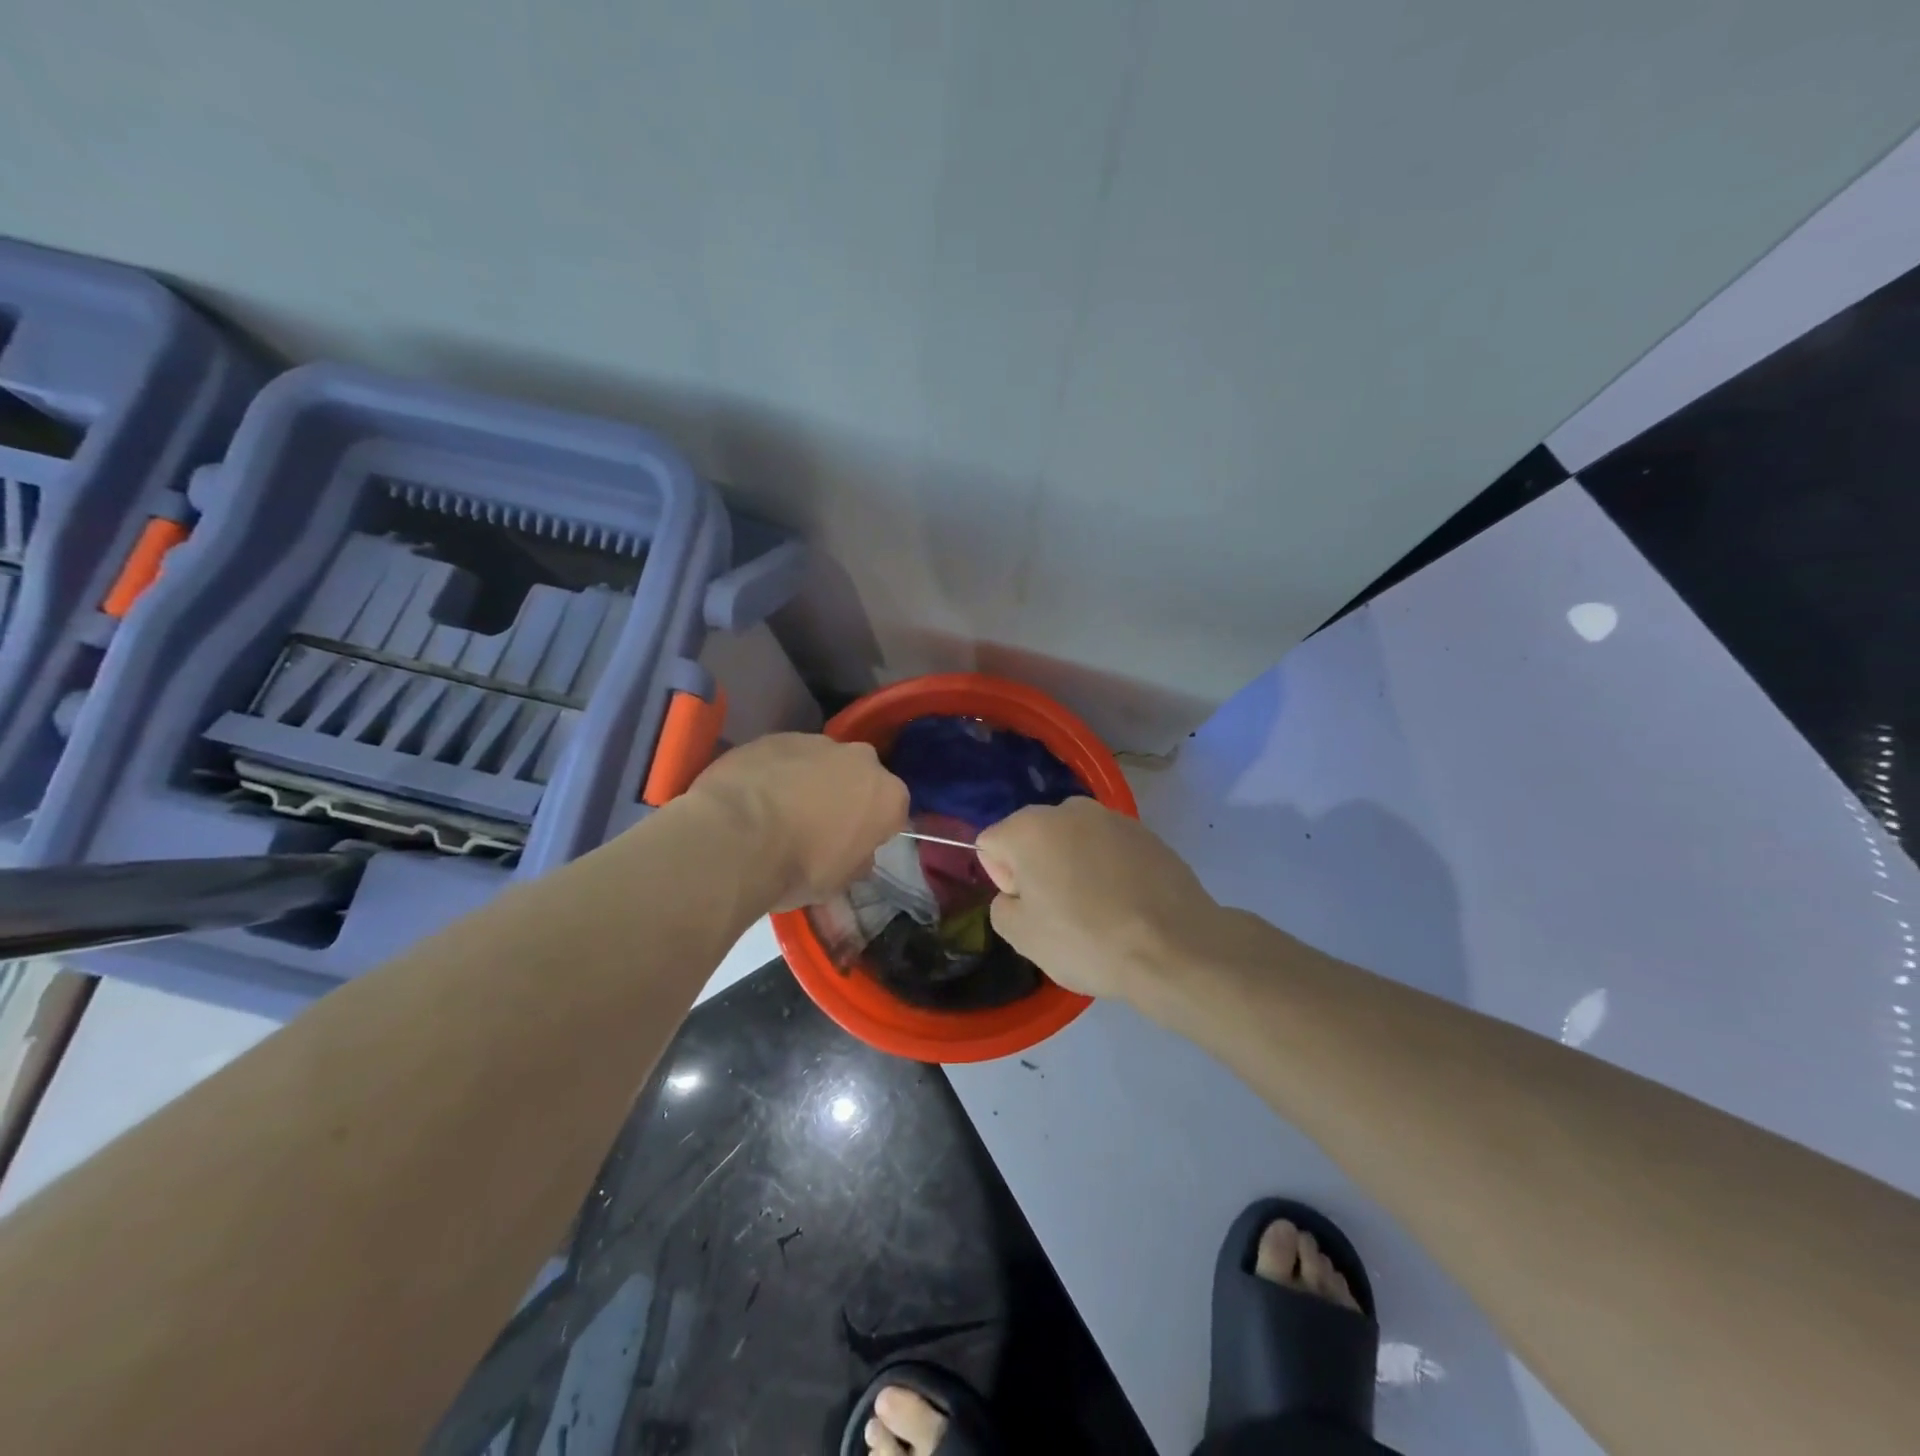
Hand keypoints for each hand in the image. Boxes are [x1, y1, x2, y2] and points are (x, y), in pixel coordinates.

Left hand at [688, 733, 908, 911]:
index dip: (872, 830)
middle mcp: (861, 759)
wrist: (736, 836)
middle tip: (817, 827)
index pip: (893, 811)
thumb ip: (856, 860)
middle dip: (844, 796)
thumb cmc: (799, 867)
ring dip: (809, 781)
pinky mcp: (775, 736)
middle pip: (859, 778)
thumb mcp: (838, 882)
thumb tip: (856, 854)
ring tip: (778, 812)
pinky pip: (785, 757)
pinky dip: (776, 772)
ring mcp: (816, 742)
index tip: (851, 847)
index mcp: (888, 795)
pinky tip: (753, 798)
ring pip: (821, 762)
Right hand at [975, 798, 1220, 1001]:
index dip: (1003, 879)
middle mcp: (1069, 809)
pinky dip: (1108, 869)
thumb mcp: (1022, 937)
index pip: (991, 843)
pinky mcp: (1148, 833)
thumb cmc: (1087, 940)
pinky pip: (1109, 848)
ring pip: (1073, 840)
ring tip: (1098, 909)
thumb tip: (1019, 894)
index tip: (1030, 907)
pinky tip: (1126, 903)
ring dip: (1074, 866)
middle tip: (1060, 912)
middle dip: (1038, 867)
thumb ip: (1003, 905)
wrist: (1175, 947)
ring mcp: (1113, 818)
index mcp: (1030, 827)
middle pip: (1033, 836)